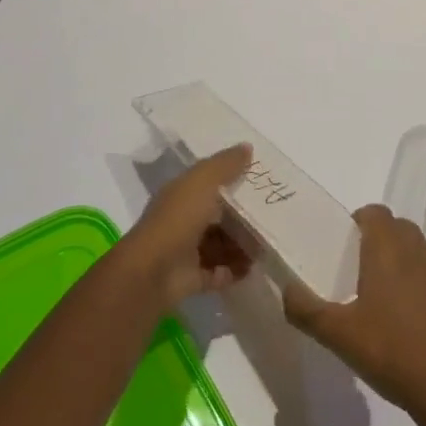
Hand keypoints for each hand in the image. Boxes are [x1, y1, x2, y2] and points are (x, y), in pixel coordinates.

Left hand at [120, 145, 255, 308]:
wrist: (153, 271)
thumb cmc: (178, 218)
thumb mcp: (203, 181)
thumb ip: (225, 164)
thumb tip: (247, 146)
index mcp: (183, 193)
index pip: (209, 182)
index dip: (232, 178)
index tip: (260, 179)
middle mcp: (184, 219)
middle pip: (218, 215)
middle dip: (243, 216)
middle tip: (272, 215)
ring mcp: (187, 250)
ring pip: (220, 244)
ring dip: (241, 244)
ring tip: (268, 243)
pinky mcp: (193, 278)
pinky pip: (219, 272)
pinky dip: (235, 270)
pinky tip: (254, 267)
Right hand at [284, 205, 425, 425]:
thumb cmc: (395, 354)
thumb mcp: (340, 336)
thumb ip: (307, 310)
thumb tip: (285, 290)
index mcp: (388, 247)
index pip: (373, 212)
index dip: (357, 222)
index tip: (342, 248)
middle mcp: (419, 249)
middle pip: (396, 228)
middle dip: (377, 242)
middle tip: (357, 274)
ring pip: (417, 252)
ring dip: (400, 264)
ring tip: (381, 301)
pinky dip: (420, 287)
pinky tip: (411, 325)